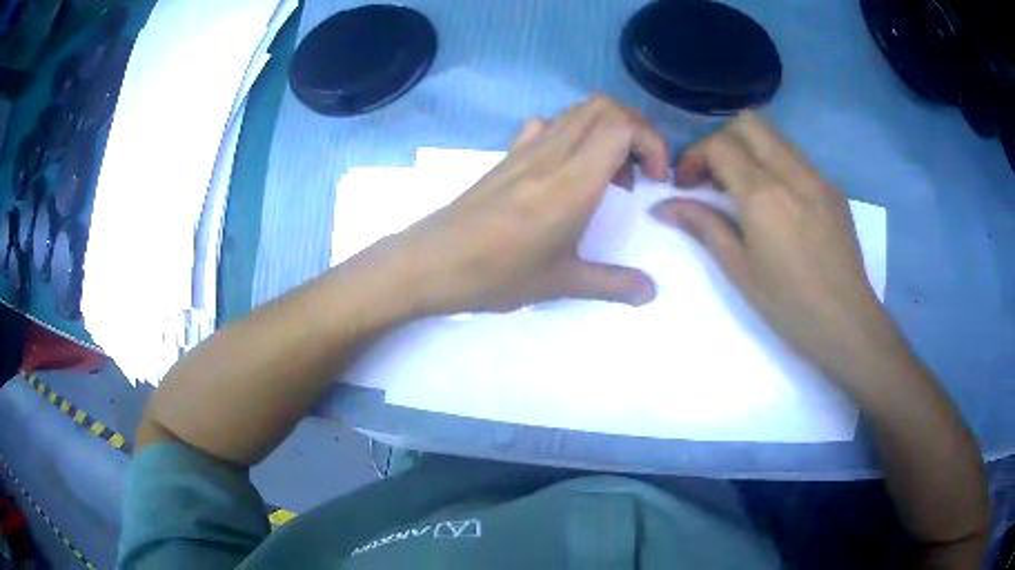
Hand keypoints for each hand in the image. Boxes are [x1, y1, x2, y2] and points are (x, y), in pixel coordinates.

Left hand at [384, 96, 668, 313]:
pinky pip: (548, 125)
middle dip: (635, 129)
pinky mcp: (508, 156)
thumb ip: (614, 284)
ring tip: (610, 175)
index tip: (655, 179)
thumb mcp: (562, 283)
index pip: (622, 126)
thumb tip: (651, 292)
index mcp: (573, 181)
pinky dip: (573, 133)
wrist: (430, 262)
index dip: (651, 141)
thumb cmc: (496, 274)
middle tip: (640, 171)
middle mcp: (552, 153)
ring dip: (606, 130)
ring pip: (576, 111)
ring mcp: (526, 150)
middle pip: (604, 107)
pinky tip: (569, 169)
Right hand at [652, 113, 905, 378]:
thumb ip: (704, 226)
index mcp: (764, 196)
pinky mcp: (833, 189)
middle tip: (713, 178)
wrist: (847, 323)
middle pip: (748, 123)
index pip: (719, 145)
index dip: (694, 157)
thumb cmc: (789, 306)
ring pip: (775, 136)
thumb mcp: (740, 270)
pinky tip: (777, 202)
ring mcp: (818, 177)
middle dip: (721, 141)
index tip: (685, 185)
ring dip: (749, 149)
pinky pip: (797, 158)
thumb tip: (664, 207)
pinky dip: (775, 164)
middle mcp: (792, 173)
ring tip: (742, 189)